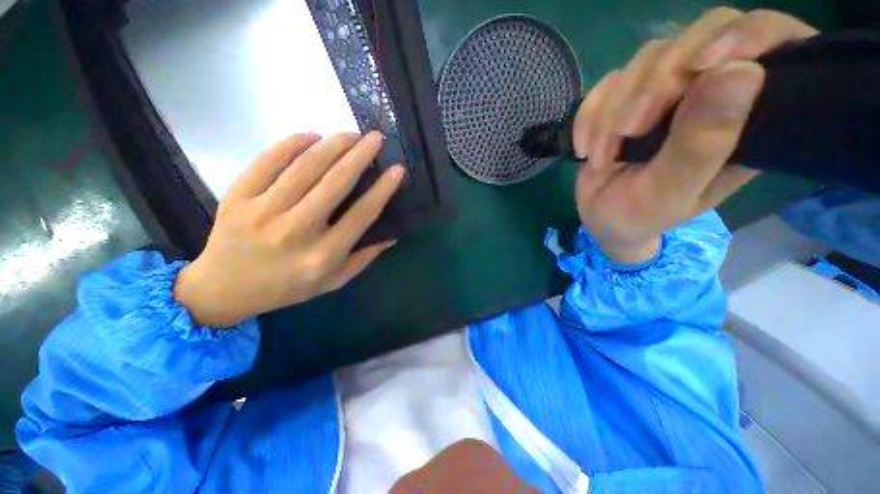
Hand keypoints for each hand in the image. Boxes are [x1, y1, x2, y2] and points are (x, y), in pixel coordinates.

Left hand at [174, 132, 404, 327]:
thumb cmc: (288, 287)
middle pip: (335, 183)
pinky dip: (292, 143)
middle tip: (376, 138)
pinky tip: (311, 136)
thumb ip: (365, 258)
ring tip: (350, 134)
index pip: (362, 214)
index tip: (397, 169)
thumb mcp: (334, 281)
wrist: (225, 289)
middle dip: (360, 155)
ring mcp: (263, 211)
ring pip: (305, 167)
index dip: (383, 189)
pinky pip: (268, 161)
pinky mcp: (237, 197)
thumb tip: (392, 235)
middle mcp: (297, 231)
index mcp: (324, 255)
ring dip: (332, 145)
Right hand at [573, 8, 816, 264]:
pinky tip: (586, 148)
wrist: (601, 218)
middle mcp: (713, 93)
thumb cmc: (641, 215)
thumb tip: (742, 71)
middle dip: (658, 81)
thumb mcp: (670, 192)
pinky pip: (609, 82)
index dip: (747, 35)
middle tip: (630, 130)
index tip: (703, 65)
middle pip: (700, 37)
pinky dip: (590, 115)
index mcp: (748, 119)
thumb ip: (702, 144)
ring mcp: (669, 91)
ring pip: (649, 58)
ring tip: (602, 157)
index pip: (771, 44)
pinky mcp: (630, 94)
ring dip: (613, 110)